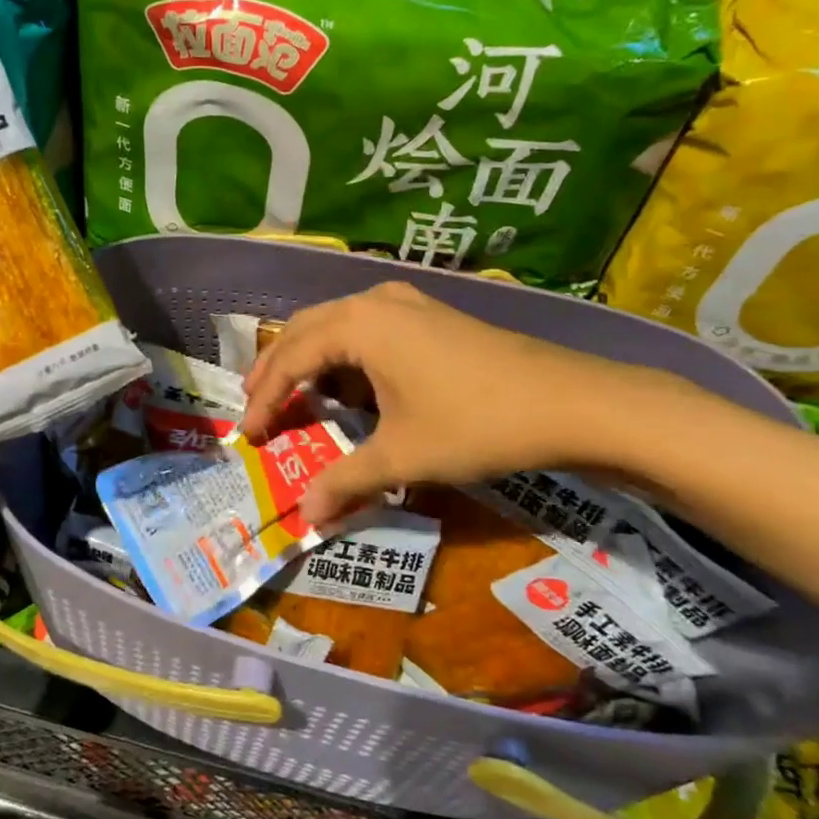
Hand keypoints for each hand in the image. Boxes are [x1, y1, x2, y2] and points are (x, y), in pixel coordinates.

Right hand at [239, 281, 684, 525]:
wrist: (570, 403)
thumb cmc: (475, 423)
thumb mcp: (402, 455)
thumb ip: (345, 481)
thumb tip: (305, 516)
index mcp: (358, 324)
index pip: (291, 358)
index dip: (265, 398)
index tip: (248, 435)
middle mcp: (374, 302)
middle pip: (305, 330)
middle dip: (276, 369)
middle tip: (256, 406)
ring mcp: (406, 303)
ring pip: (335, 325)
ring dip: (309, 358)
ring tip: (292, 394)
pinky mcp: (429, 315)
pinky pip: (365, 328)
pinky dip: (343, 355)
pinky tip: (347, 384)